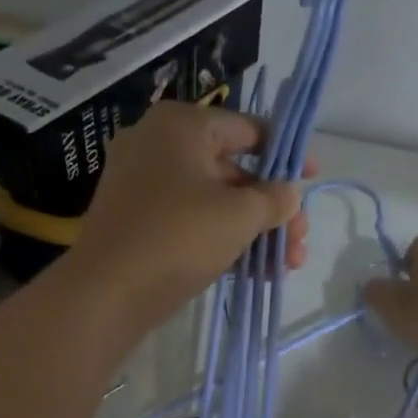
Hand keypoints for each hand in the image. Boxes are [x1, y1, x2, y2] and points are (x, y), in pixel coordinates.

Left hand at [72, 103, 307, 329]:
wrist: (105, 293)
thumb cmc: (178, 237)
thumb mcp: (239, 215)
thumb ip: (274, 199)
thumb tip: (289, 194)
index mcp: (182, 125)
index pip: (249, 129)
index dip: (287, 155)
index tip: (312, 180)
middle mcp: (158, 144)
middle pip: (233, 170)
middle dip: (273, 209)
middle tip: (300, 241)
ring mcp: (142, 183)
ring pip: (213, 200)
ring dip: (253, 230)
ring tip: (286, 265)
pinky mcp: (137, 220)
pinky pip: (190, 220)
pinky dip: (222, 240)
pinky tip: (255, 271)